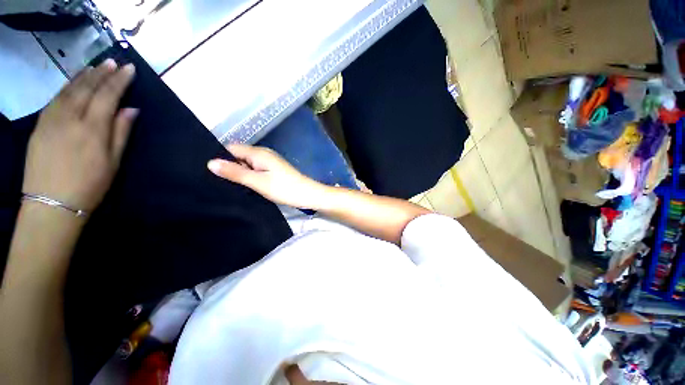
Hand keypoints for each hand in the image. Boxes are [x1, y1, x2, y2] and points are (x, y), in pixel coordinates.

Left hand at [22, 59, 137, 212]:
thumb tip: (130, 109)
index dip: (119, 80)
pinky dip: (66, 87)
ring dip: (83, 76)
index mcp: (92, 129)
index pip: (107, 96)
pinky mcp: (40, 125)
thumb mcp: (113, 162)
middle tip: (112, 62)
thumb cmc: (90, 185)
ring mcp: (51, 120)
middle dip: (101, 73)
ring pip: (68, 90)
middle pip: (87, 88)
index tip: (129, 68)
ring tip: (94, 67)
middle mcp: (70, 118)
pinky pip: (55, 99)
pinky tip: (72, 83)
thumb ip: (121, 132)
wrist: (52, 203)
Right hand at [207, 145, 328, 208]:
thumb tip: (210, 162)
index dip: (219, 157)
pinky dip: (248, 176)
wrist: (308, 195)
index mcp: (258, 153)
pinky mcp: (273, 171)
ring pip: (247, 164)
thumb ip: (235, 173)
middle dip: (227, 166)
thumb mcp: (258, 182)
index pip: (231, 148)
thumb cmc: (284, 188)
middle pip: (238, 156)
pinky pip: (255, 170)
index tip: (206, 170)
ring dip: (238, 173)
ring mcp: (269, 163)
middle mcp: (263, 154)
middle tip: (213, 180)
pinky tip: (242, 186)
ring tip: (224, 185)